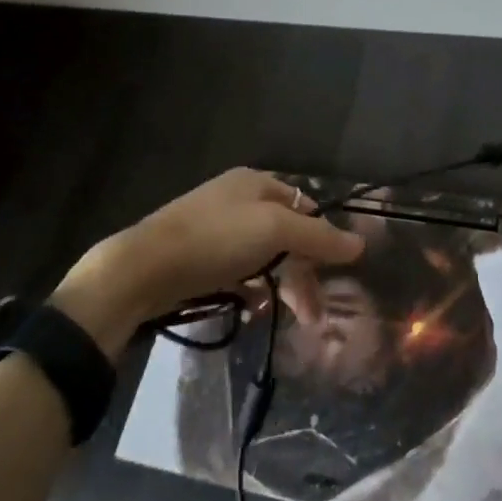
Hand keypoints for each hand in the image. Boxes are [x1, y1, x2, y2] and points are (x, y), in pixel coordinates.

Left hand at [51, 169, 364, 355]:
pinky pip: (238, 272)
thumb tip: (360, 244)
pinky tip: (253, 311)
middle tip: (312, 315)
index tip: (334, 274)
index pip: (305, 207)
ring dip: (280, 286)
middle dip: (303, 273)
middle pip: (286, 235)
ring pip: (263, 257)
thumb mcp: (274, 232)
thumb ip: (319, 237)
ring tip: (286, 317)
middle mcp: (237, 200)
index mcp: (256, 183)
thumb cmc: (215, 240)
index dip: (323, 239)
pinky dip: (251, 290)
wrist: (141, 268)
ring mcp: (215, 228)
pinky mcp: (197, 257)